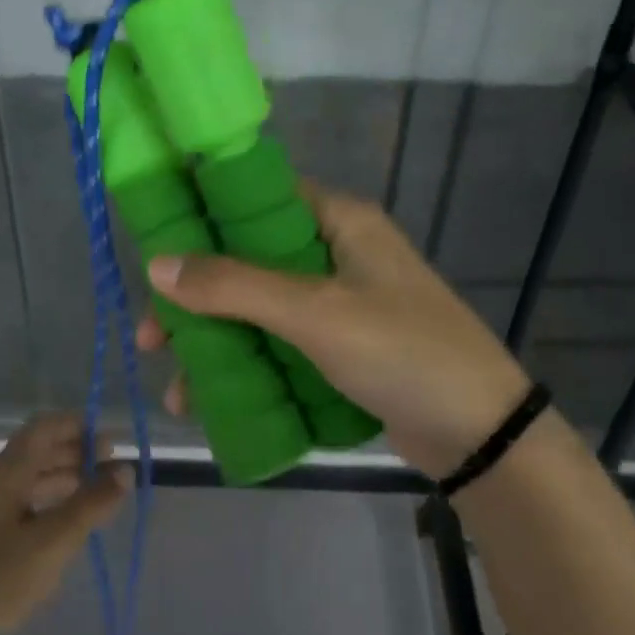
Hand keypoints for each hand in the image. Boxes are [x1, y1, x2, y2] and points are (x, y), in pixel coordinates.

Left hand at [0, 413, 130, 634]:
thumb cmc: (2, 576)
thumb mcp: (55, 538)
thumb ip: (92, 503)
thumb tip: (126, 470)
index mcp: (7, 474)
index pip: (43, 429)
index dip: (76, 426)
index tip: (109, 439)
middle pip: (38, 451)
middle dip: (76, 451)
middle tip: (111, 466)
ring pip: (32, 478)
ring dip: (66, 475)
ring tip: (98, 490)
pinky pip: (27, 502)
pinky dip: (54, 500)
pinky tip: (71, 519)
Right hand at [137, 181, 530, 478]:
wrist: (481, 434)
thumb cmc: (403, 353)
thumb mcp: (316, 314)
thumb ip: (236, 286)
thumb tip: (157, 265)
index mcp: (338, 221)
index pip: (255, 199)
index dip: (200, 218)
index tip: (154, 254)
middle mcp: (335, 254)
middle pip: (246, 262)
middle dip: (197, 302)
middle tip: (154, 340)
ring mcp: (338, 305)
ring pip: (257, 310)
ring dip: (215, 344)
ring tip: (179, 390)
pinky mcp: (339, 349)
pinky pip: (278, 347)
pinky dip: (245, 368)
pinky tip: (213, 402)